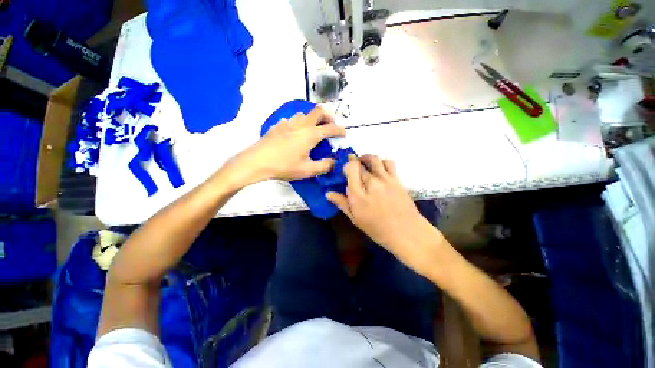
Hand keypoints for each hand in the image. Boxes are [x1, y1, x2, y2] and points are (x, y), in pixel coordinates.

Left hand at [227, 107, 344, 185]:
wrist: (257, 161)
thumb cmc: (284, 166)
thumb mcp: (308, 170)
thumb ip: (325, 166)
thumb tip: (335, 162)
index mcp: (311, 135)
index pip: (330, 128)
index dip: (340, 130)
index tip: (344, 134)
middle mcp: (301, 125)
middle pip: (318, 111)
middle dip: (328, 117)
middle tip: (330, 127)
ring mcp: (288, 123)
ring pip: (304, 114)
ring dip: (312, 119)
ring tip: (313, 130)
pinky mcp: (278, 125)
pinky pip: (292, 119)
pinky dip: (298, 123)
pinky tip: (295, 133)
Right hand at [326, 155, 446, 273]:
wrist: (407, 233)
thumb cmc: (378, 229)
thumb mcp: (356, 219)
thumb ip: (342, 203)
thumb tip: (328, 193)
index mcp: (358, 195)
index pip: (350, 168)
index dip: (346, 166)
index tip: (344, 171)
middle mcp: (371, 183)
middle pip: (360, 163)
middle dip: (354, 162)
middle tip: (352, 167)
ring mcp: (385, 179)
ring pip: (374, 159)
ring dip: (367, 158)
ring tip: (364, 164)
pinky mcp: (396, 179)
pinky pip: (388, 163)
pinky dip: (381, 162)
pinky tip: (379, 169)